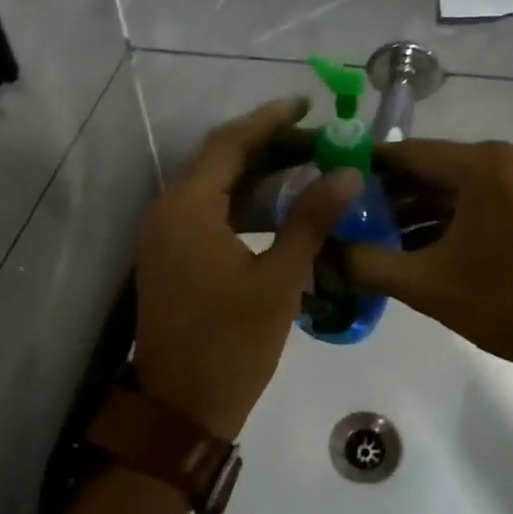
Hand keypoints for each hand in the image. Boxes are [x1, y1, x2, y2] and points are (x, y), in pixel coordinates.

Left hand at [132, 98, 361, 438]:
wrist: (180, 408)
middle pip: (219, 159)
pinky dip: (241, 200)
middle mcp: (168, 210)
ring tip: (305, 165)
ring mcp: (164, 234)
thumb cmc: (232, 343)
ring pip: (213, 185)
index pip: (229, 143)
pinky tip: (278, 206)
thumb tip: (347, 173)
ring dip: (255, 173)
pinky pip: (206, 210)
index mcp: (188, 208)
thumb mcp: (280, 278)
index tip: (306, 104)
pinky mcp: (170, 254)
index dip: (269, 120)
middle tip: (316, 138)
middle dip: (267, 144)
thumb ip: (311, 219)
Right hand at [343, 139, 512, 382]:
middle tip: (349, 212)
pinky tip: (415, 239)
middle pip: (434, 166)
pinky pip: (481, 194)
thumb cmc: (504, 306)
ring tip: (375, 231)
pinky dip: (450, 214)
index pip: (409, 153)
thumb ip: (364, 262)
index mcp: (484, 164)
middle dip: (391, 191)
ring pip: (457, 183)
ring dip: (419, 206)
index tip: (332, 179)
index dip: (367, 166)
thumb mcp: (423, 284)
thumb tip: (319, 249)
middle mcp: (509, 156)